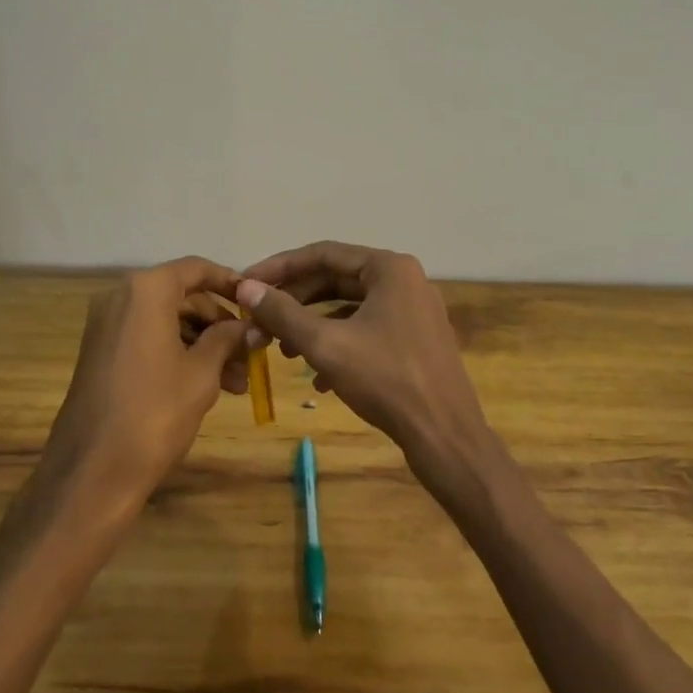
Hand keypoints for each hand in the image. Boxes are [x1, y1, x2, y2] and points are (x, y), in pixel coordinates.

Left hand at [43, 257, 251, 506]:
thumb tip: (250, 327)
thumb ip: (227, 339)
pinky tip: (207, 386)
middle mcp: (121, 297)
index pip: (196, 269)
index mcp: (146, 291)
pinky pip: (148, 339)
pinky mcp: (100, 353)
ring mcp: (106, 326)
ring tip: (237, 383)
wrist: (91, 472)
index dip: (230, 282)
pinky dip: (178, 354)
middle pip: (182, 297)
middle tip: (250, 355)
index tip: (256, 301)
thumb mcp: (201, 373)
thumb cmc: (154, 413)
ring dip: (203, 345)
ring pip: (167, 322)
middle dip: (219, 325)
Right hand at [236, 242, 495, 483]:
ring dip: (313, 324)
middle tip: (259, 318)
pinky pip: (367, 329)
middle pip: (336, 279)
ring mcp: (413, 311)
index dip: (279, 267)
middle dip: (294, 300)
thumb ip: (283, 313)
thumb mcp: (326, 345)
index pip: (322, 254)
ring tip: (282, 350)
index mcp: (389, 268)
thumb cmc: (386, 381)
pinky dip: (338, 344)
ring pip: (350, 307)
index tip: (246, 283)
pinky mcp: (415, 340)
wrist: (446, 437)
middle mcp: (404, 280)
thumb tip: (246, 287)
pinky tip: (318, 378)